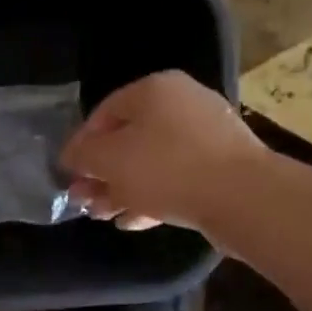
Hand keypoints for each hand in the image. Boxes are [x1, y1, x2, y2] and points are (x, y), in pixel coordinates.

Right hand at [62, 72, 262, 232]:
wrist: (243, 197)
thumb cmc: (166, 168)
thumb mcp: (109, 160)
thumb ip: (83, 155)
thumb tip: (72, 156)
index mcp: (154, 89)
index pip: (103, 112)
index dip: (81, 145)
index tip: (68, 174)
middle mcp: (182, 103)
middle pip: (129, 139)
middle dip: (102, 173)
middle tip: (85, 201)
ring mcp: (206, 135)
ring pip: (152, 162)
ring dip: (124, 189)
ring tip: (105, 215)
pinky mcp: (221, 167)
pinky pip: (177, 178)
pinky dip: (153, 196)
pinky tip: (134, 220)